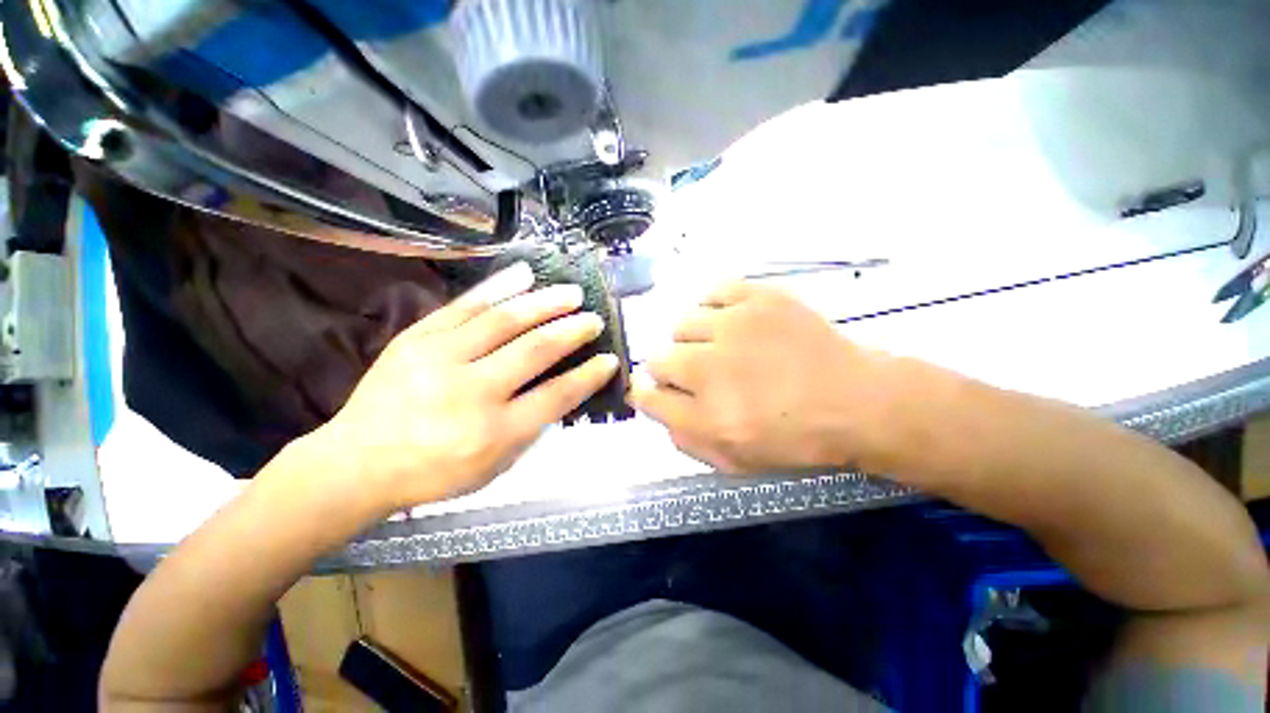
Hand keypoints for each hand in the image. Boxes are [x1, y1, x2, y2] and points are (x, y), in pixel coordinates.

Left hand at [313, 262, 618, 513]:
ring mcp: (440, 359)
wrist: (357, 462)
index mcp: (494, 432)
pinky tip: (524, 274)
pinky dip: (498, 287)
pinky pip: (463, 306)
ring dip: (544, 303)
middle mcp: (471, 392)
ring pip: (503, 321)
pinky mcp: (416, 339)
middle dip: (572, 331)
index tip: (609, 359)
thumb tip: (562, 389)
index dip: (588, 376)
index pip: (556, 396)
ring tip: (571, 293)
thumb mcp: (494, 467)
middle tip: (593, 319)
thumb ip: (531, 428)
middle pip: (534, 351)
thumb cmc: (434, 473)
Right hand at [630, 282, 905, 473]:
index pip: (647, 397)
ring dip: (693, 341)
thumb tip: (656, 405)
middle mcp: (712, 369)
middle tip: (699, 375)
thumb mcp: (735, 461)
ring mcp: (734, 327)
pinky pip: (710, 293)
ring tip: (718, 346)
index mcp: (707, 417)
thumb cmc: (796, 439)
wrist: (857, 401)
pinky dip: (713, 309)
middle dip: (671, 371)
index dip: (648, 395)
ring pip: (681, 325)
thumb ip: (685, 439)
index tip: (661, 392)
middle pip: (658, 359)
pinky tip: (729, 322)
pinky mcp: (758, 298)